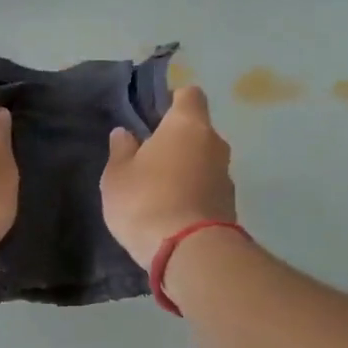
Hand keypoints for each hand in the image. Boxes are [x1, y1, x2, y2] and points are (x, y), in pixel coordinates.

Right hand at [101, 85, 237, 269]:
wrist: (189, 253)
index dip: (172, 100)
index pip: (189, 95)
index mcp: (188, 124)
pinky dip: (193, 193)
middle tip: (148, 157)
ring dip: (186, 169)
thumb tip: (125, 134)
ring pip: (203, 161)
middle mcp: (214, 143)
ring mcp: (226, 176)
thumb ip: (121, 151)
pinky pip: (207, 188)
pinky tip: (171, 211)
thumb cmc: (146, 201)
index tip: (153, 116)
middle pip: (197, 130)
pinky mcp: (230, 205)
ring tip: (158, 190)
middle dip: (176, 140)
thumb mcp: (118, 176)